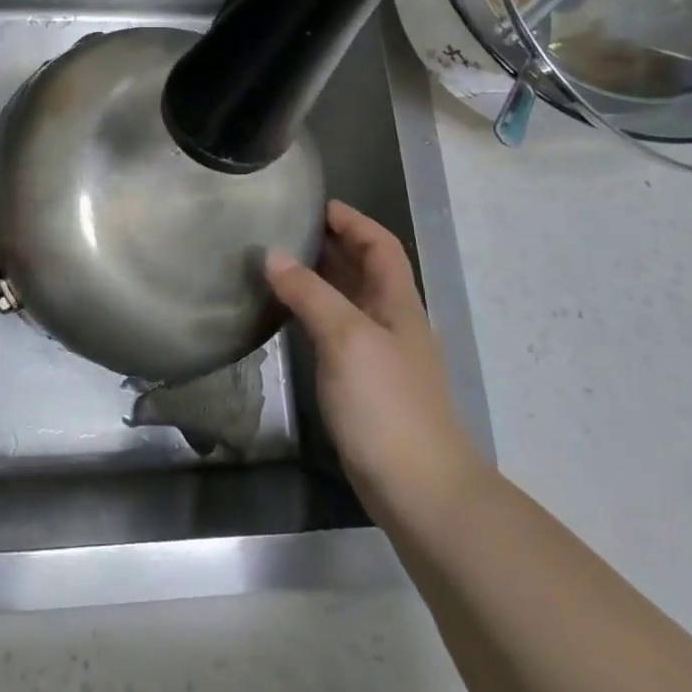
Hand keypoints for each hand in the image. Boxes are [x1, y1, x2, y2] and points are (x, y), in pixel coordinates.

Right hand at [267, 200, 488, 527]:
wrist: (418, 488)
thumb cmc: (386, 404)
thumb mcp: (346, 338)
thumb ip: (310, 294)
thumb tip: (273, 256)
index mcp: (397, 303)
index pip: (379, 245)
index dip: (352, 220)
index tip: (314, 203)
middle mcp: (390, 321)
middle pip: (364, 268)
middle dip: (330, 243)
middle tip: (283, 227)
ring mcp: (377, 353)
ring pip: (347, 299)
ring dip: (318, 276)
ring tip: (276, 261)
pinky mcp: (362, 382)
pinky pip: (335, 329)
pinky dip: (312, 311)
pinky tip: (286, 314)